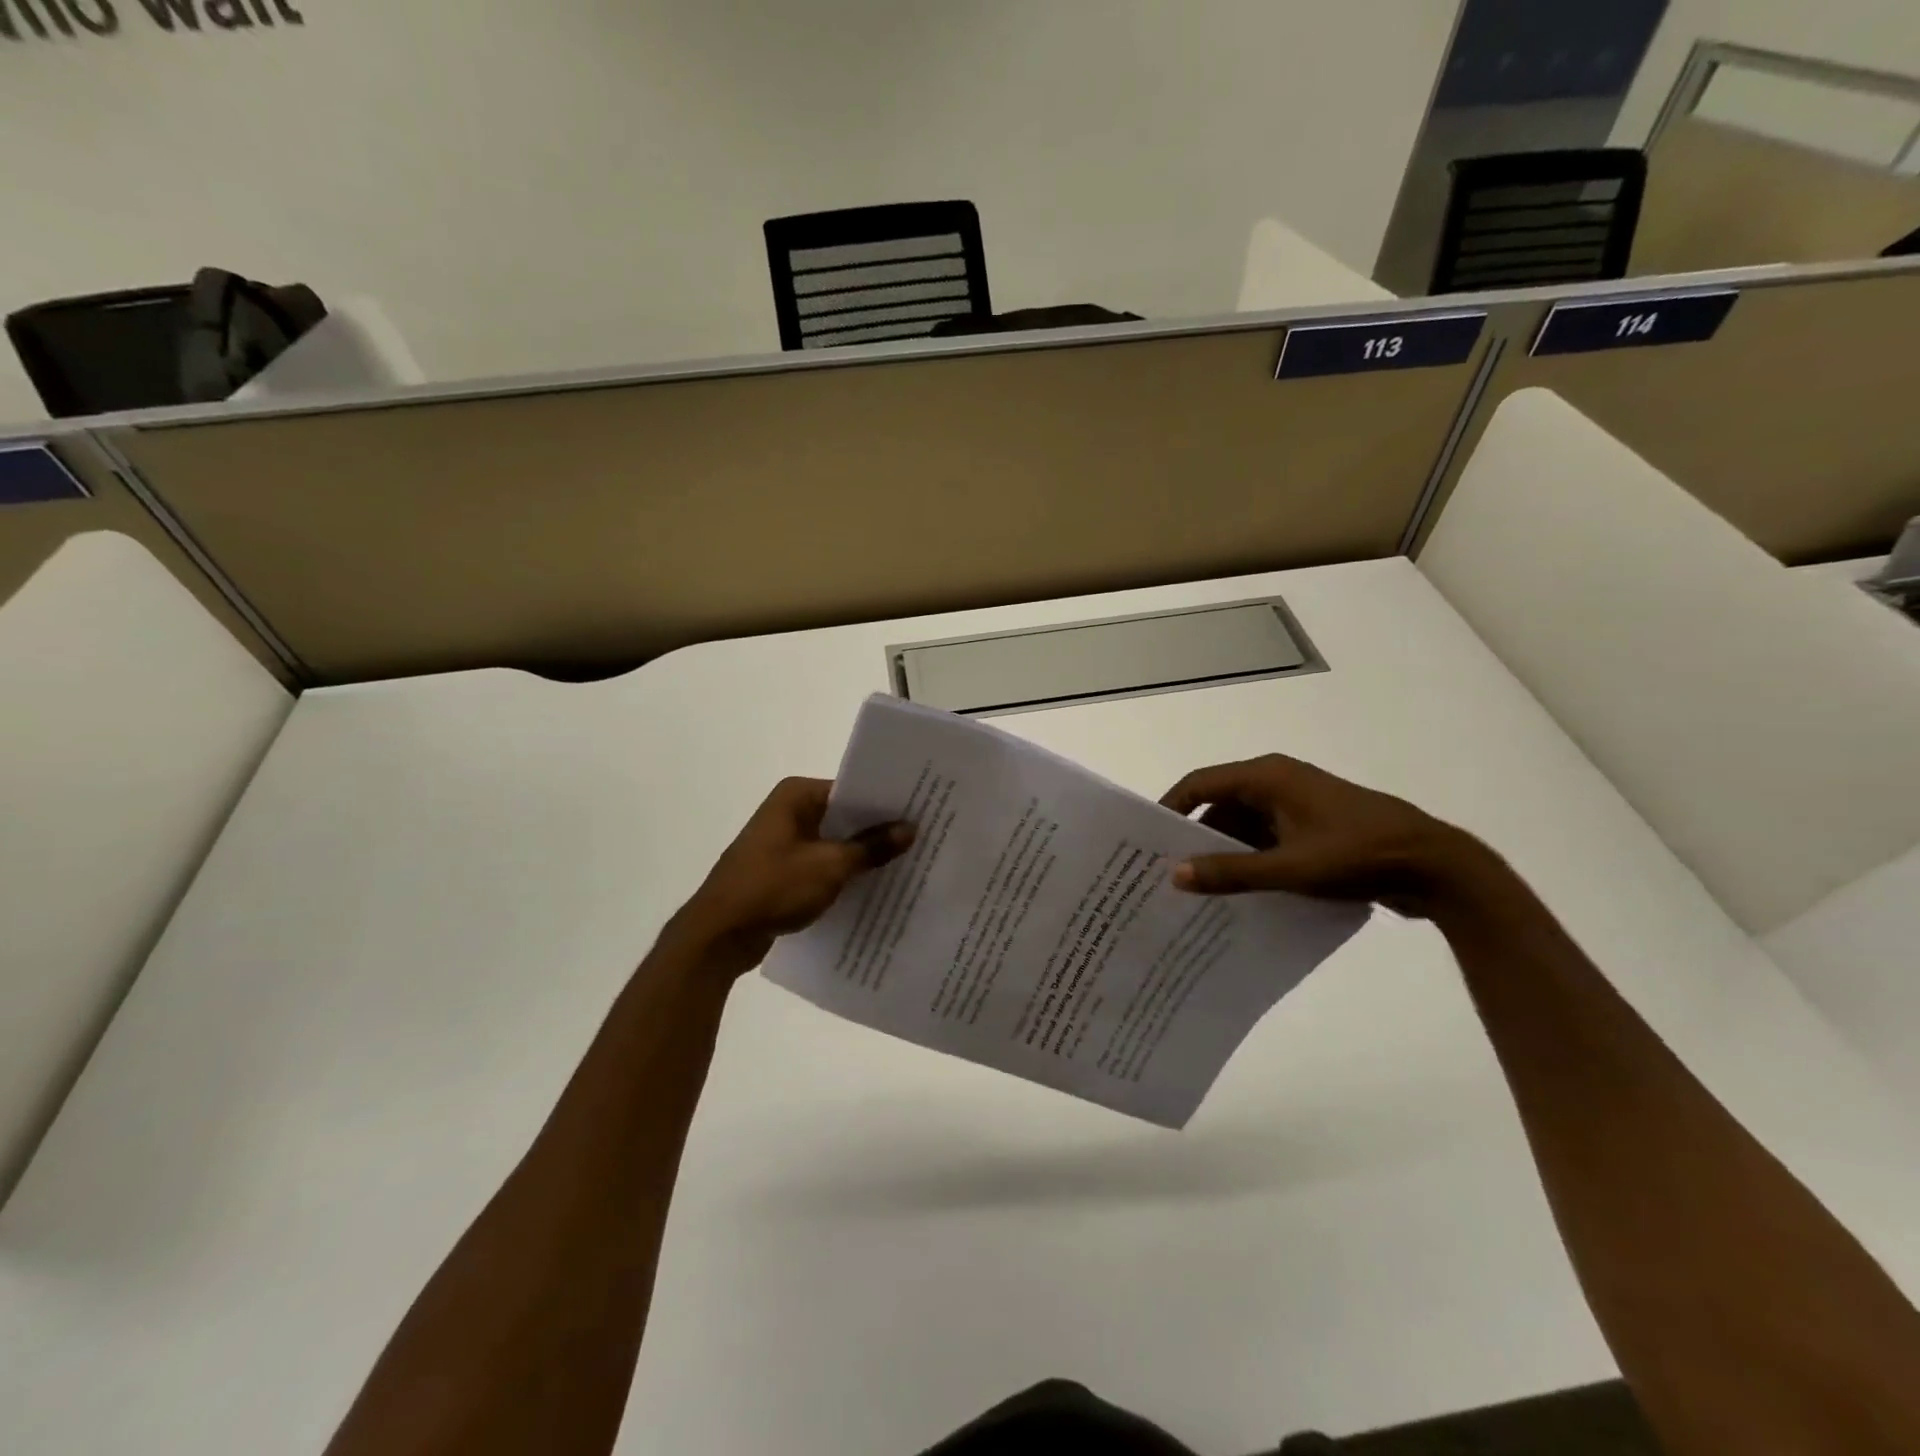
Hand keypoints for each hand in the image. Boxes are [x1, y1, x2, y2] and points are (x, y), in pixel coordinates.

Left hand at [671, 777, 913, 971]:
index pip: (852, 788)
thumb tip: (910, 828)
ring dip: (862, 853)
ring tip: (908, 861)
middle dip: (878, 829)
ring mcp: (784, 841)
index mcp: (796, 795)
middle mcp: (789, 810)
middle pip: (844, 814)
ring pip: (835, 841)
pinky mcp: (783, 870)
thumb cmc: (773, 887)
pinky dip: (844, 872)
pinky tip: (875, 885)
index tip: (921, 809)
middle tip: (924, 836)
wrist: (719, 935)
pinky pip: (823, 863)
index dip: (885, 801)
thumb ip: (872, 846)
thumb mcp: (830, 866)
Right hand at [1159, 754, 1495, 916]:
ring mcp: (1298, 804)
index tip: (1147, 841)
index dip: (1171, 808)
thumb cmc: (1358, 855)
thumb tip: (1175, 875)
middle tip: (1171, 873)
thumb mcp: (1290, 868)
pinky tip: (1241, 891)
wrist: (1437, 866)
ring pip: (1244, 824)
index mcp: (1267, 777)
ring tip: (1200, 889)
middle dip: (1197, 838)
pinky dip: (1252, 859)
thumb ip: (1231, 872)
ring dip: (1226, 852)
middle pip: (1220, 805)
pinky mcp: (1314, 826)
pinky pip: (1267, 837)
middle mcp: (1278, 782)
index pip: (1200, 783)